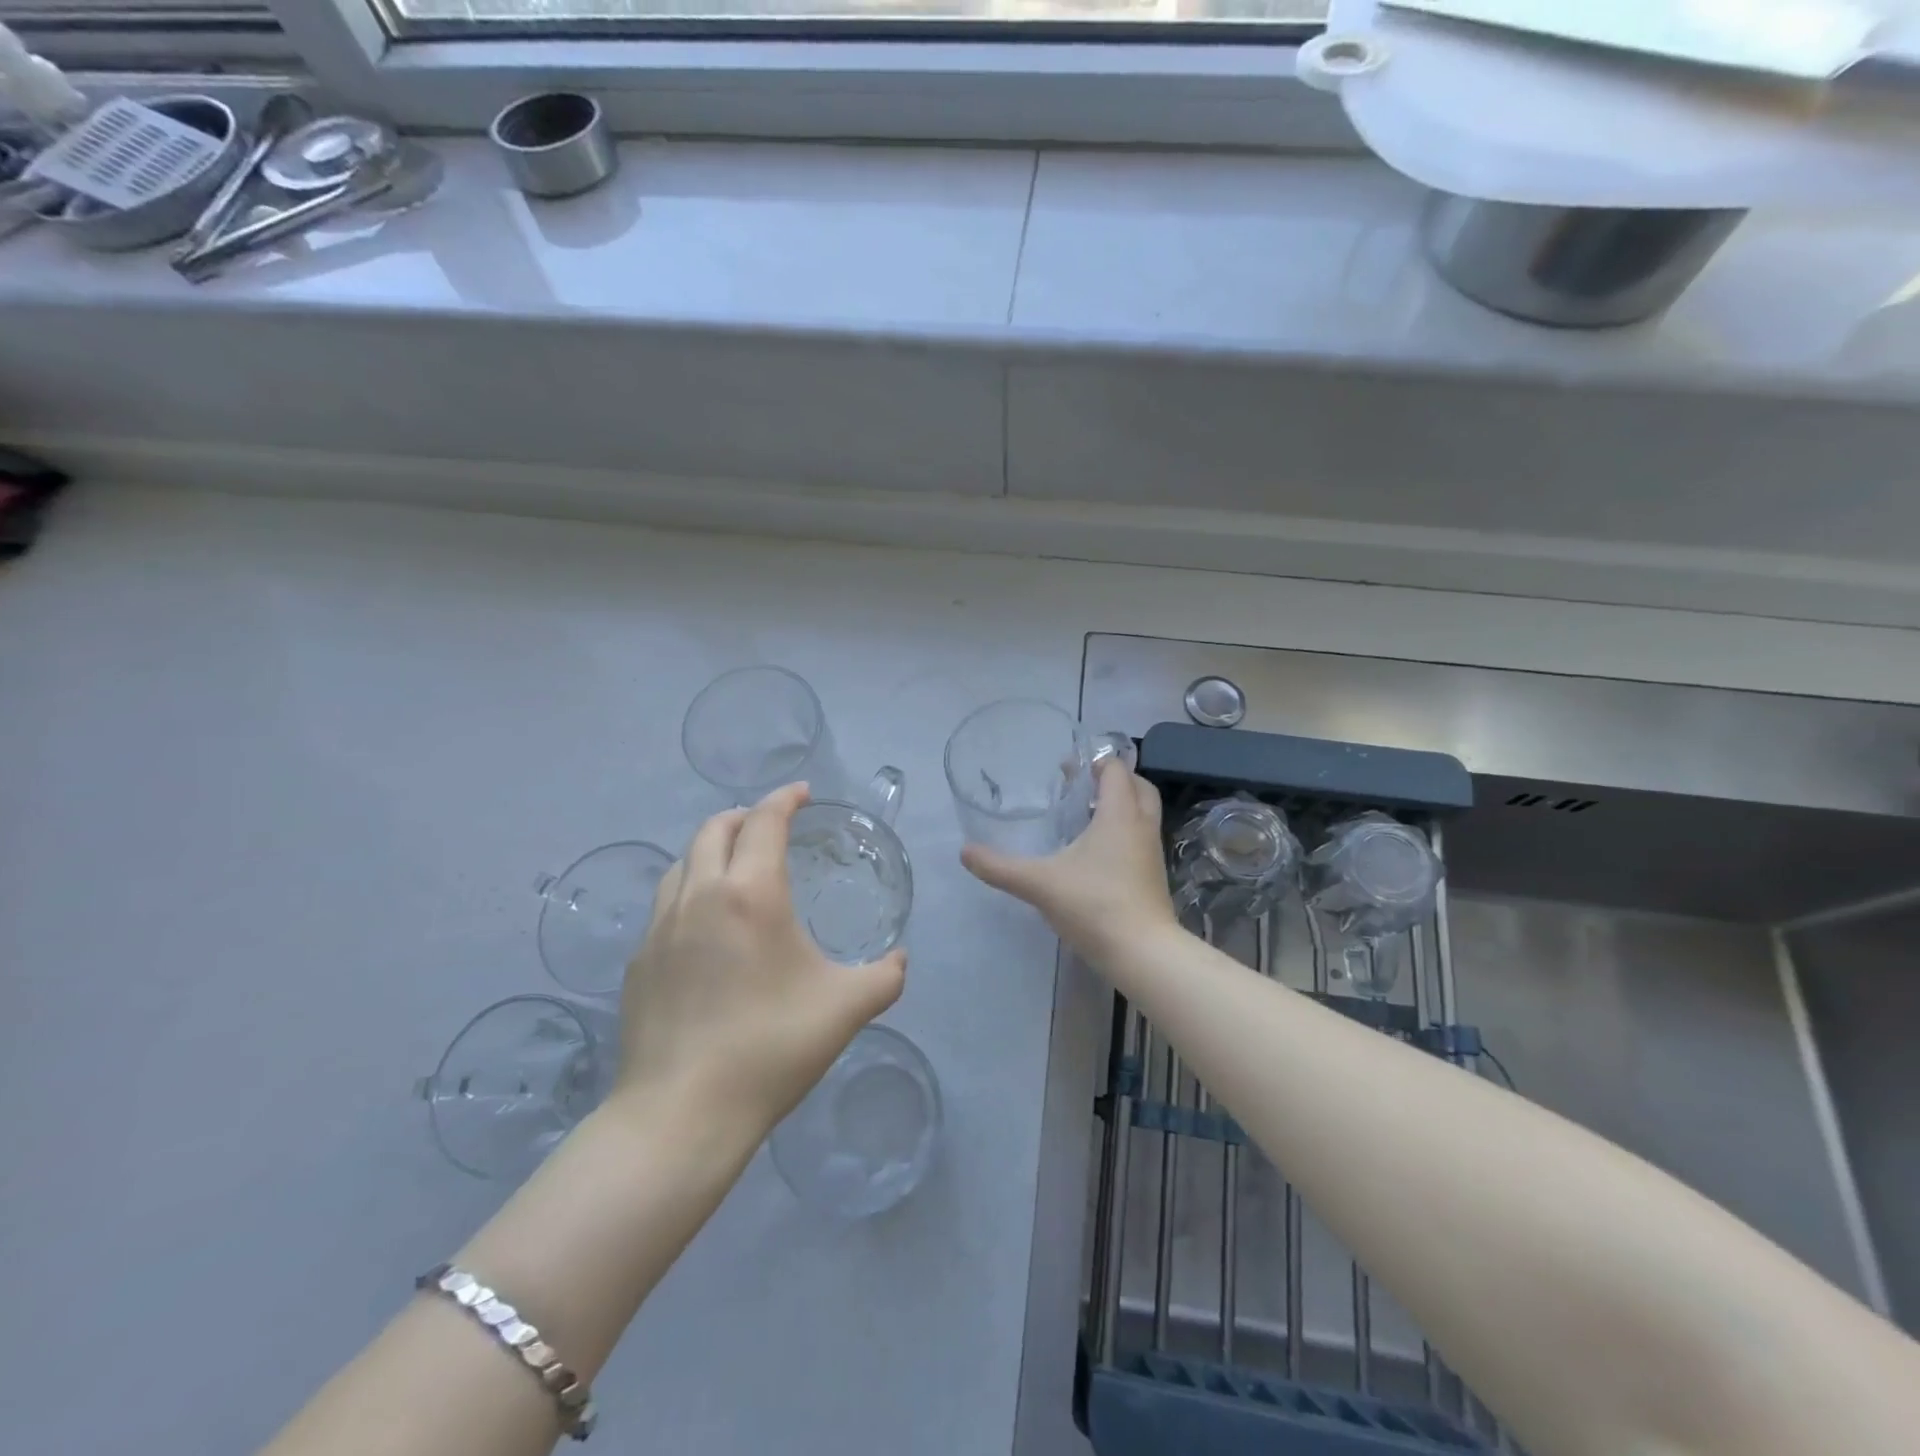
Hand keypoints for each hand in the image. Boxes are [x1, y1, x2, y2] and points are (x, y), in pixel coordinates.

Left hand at [611, 783, 905, 1137]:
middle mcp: (699, 896)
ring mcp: (660, 928)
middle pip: (714, 828)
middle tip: (771, 825)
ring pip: (682, 862)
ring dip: (711, 849)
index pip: (765, 821)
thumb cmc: (771, 1048)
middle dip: (745, 815)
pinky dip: (690, 891)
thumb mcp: (847, 1008)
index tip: (803, 794)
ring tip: (735, 867)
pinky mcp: (639, 962)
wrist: (681, 1114)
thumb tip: (900, 959)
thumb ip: (886, 976)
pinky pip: (665, 905)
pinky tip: (706, 927)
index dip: (786, 799)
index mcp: (751, 893)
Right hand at [961, 757, 1177, 964]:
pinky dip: (1124, 833)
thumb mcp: (1039, 883)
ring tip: (1086, 817)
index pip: (1116, 770)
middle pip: (1138, 787)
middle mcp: (1141, 826)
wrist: (1143, 953)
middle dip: (1113, 780)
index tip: (1067, 769)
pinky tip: (1096, 854)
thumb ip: (1000, 867)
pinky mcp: (1153, 877)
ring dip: (1121, 806)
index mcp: (1119, 814)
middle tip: (1081, 788)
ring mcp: (1151, 853)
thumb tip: (965, 852)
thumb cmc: (1094, 905)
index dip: (1095, 762)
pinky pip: (1141, 839)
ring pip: (1143, 814)